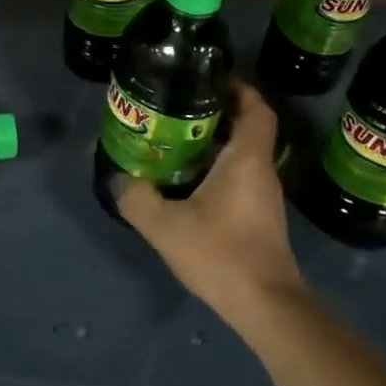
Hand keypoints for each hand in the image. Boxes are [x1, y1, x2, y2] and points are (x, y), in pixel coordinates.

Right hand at [117, 82, 312, 336]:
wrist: (267, 307)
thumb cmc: (222, 254)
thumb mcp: (166, 227)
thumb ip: (137, 199)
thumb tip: (118, 179)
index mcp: (246, 159)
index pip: (256, 108)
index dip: (239, 88)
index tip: (211, 78)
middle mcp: (261, 170)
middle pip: (247, 127)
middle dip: (217, 112)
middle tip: (179, 107)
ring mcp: (264, 195)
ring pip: (243, 154)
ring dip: (215, 142)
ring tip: (175, 140)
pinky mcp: (260, 217)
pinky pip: (240, 176)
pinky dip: (218, 168)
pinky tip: (188, 181)